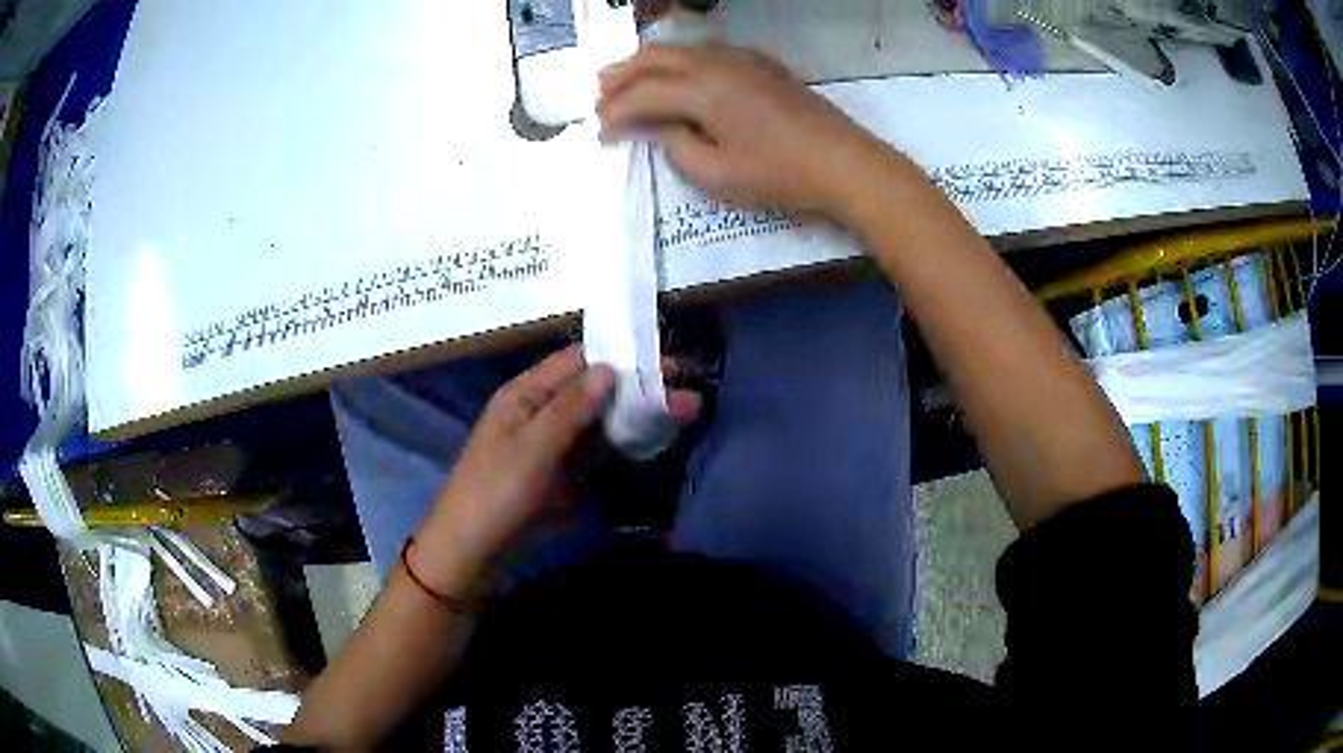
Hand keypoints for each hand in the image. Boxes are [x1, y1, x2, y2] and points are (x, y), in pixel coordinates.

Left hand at [408, 346, 699, 595]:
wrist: (471, 553)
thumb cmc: (494, 493)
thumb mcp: (532, 448)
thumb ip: (571, 408)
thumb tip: (610, 367)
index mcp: (524, 394)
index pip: (576, 362)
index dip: (620, 357)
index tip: (664, 362)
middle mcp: (539, 412)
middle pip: (593, 391)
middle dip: (638, 389)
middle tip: (688, 393)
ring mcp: (551, 445)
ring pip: (599, 421)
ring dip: (636, 415)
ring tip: (683, 412)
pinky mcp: (559, 475)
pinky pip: (595, 450)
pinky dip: (622, 443)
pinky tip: (652, 440)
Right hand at [598, 46, 886, 218]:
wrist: (843, 163)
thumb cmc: (779, 175)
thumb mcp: (715, 174)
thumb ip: (675, 146)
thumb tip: (661, 127)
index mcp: (701, 89)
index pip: (642, 94)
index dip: (615, 113)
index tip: (600, 133)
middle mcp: (715, 62)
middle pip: (653, 58)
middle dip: (620, 77)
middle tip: (600, 98)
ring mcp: (741, 58)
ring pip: (679, 50)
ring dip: (648, 65)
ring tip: (628, 85)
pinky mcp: (761, 64)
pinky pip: (706, 52)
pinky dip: (679, 63)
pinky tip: (678, 80)